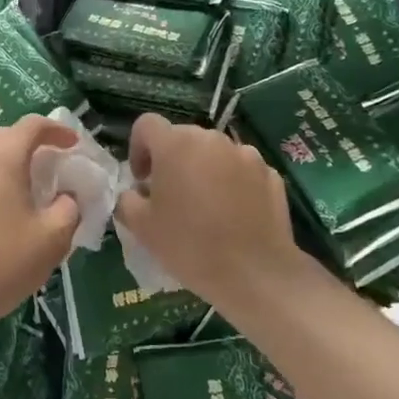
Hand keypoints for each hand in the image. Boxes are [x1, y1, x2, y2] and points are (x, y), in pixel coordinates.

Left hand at [0, 115, 81, 338]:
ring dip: (8, 166)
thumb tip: (67, 196)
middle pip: (5, 138)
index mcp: (1, 158)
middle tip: (54, 167)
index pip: (31, 125)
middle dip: (32, 146)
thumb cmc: (1, 263)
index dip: (57, 130)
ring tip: (27, 191)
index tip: (74, 144)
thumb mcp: (52, 239)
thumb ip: (69, 208)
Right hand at [114, 113, 300, 310]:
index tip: (142, 180)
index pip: (146, 125)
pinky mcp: (270, 174)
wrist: (255, 273)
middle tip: (170, 197)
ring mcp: (245, 154)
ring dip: (203, 170)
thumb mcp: (141, 226)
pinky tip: (233, 215)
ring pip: (214, 153)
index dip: (138, 148)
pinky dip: (232, 183)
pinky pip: (241, 170)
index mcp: (175, 144)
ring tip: (205, 207)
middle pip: (182, 138)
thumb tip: (137, 191)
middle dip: (172, 160)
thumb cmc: (189, 246)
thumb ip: (127, 199)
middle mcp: (211, 139)